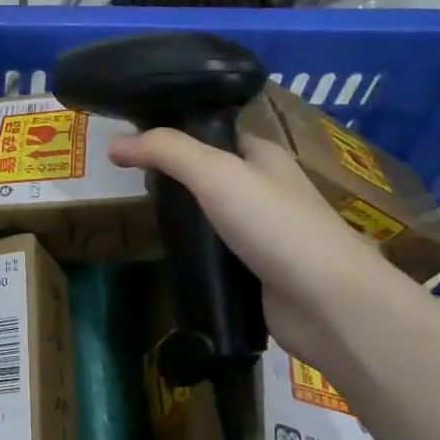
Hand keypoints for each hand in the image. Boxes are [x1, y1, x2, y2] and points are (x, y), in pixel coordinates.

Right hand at [107, 128, 397, 347]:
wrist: (326, 302)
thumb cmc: (274, 225)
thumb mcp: (215, 173)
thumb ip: (166, 152)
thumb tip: (113, 144)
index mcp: (263, 157)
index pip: (213, 136)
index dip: (176, 138)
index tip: (134, 149)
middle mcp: (266, 191)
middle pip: (209, 178)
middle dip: (174, 183)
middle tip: (133, 189)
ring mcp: (264, 236)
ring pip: (212, 220)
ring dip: (184, 224)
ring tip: (145, 224)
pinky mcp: (258, 275)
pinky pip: (218, 258)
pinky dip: (196, 258)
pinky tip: (170, 261)